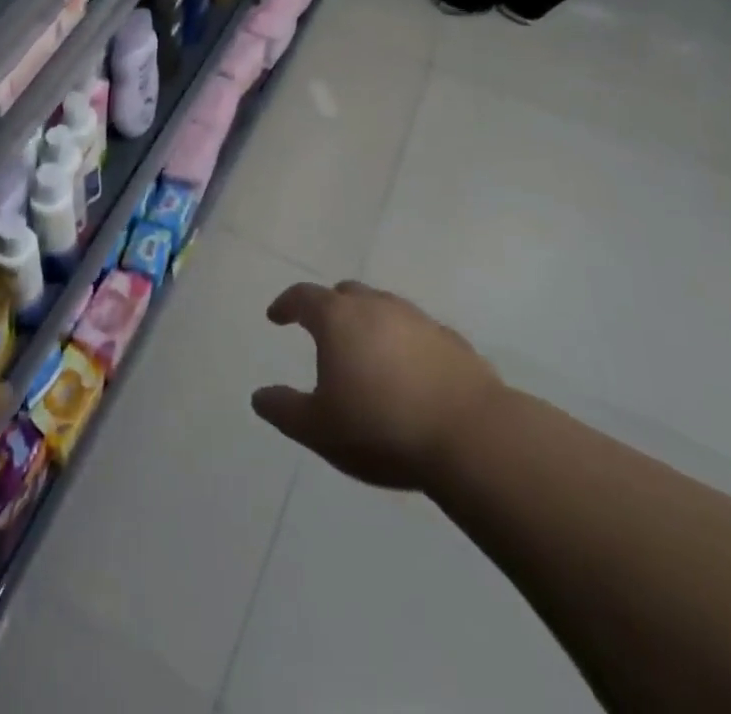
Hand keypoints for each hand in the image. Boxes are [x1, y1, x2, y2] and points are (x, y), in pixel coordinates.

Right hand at [253, 281, 503, 491]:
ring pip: (385, 308)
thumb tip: (260, 397)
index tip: (276, 317)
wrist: (471, 437)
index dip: (286, 304)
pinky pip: (419, 333)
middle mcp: (377, 307)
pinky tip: (410, 372)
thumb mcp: (319, 428)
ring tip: (367, 353)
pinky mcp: (453, 342)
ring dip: (370, 323)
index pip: (303, 297)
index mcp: (338, 319)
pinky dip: (405, 343)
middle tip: (323, 330)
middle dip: (330, 307)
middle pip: (346, 293)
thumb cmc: (381, 427)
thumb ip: (284, 410)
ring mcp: (419, 320)